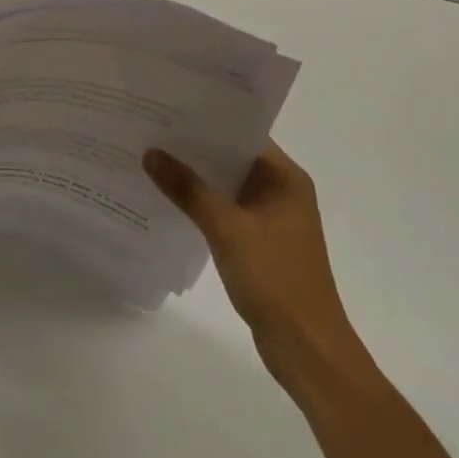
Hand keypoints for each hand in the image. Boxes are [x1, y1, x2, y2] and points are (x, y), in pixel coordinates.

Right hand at [144, 142, 367, 398]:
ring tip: (153, 157)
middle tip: (151, 127)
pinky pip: (226, 209)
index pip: (242, 133)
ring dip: (196, 176)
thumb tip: (150, 152)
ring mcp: (272, 218)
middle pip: (232, 157)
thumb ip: (188, 189)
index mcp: (285, 178)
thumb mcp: (226, 229)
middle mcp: (281, 191)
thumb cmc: (275, 280)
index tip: (169, 105)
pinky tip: (170, 198)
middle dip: (195, 147)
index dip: (207, 119)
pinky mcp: (261, 242)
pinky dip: (202, 203)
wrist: (308, 352)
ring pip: (226, 184)